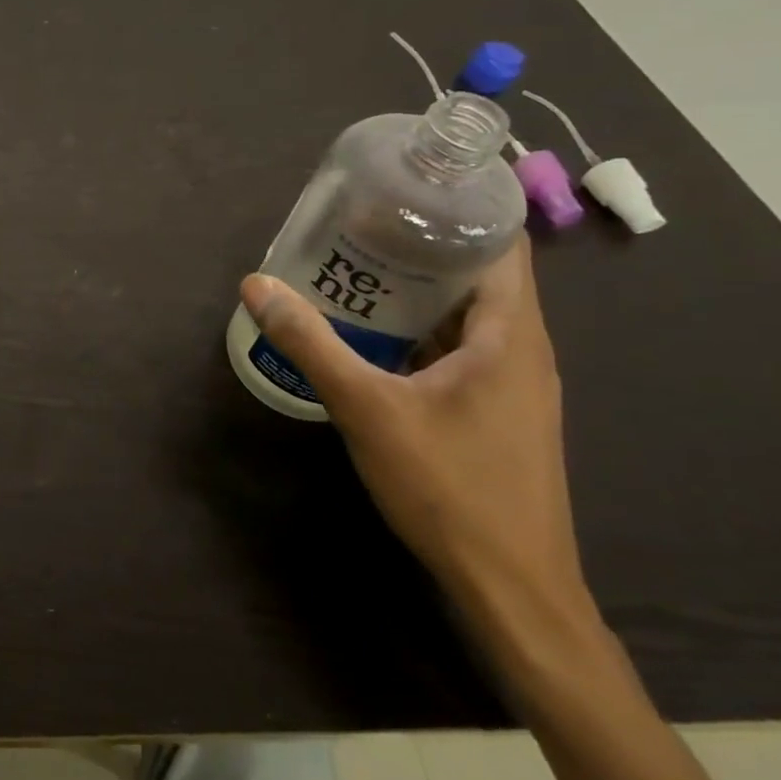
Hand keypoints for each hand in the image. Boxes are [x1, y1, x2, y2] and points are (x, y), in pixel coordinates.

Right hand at [241, 236, 592, 645]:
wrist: (512, 589)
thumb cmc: (450, 488)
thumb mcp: (367, 409)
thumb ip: (311, 343)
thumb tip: (257, 284)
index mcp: (510, 334)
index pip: (502, 243)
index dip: (458, 208)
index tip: (400, 190)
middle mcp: (523, 350)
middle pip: (479, 274)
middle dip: (419, 246)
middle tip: (355, 228)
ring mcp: (514, 385)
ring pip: (468, 316)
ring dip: (417, 291)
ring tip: (354, 271)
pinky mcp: (498, 413)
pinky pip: (462, 350)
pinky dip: (421, 331)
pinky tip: (372, 337)